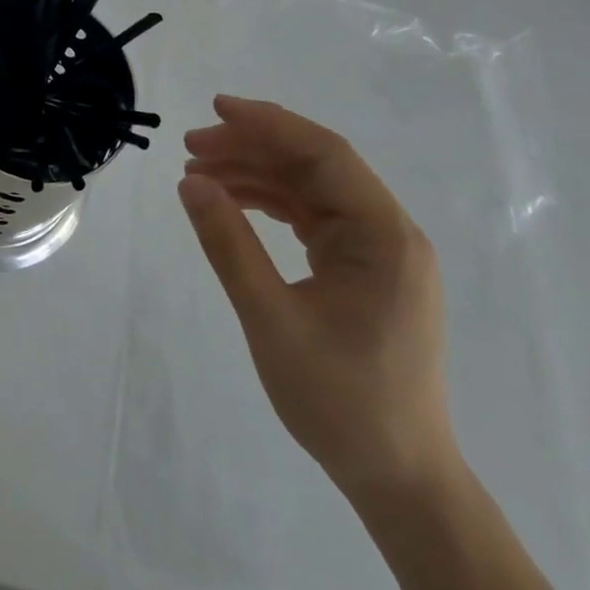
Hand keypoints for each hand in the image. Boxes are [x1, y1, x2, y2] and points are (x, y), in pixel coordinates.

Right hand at [177, 95, 457, 499]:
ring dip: (255, 173)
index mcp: (384, 238)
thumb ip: (229, 245)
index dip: (269, 124)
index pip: (325, 155)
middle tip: (192, 147)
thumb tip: (190, 182)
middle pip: (316, 165)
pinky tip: (230, 202)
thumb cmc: (341, 402)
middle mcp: (388, 234)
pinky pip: (311, 216)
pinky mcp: (362, 269)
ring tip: (198, 173)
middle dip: (252, 148)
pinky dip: (269, 203)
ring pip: (310, 187)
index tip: (215, 109)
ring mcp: (377, 251)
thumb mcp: (271, 320)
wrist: (399, 479)